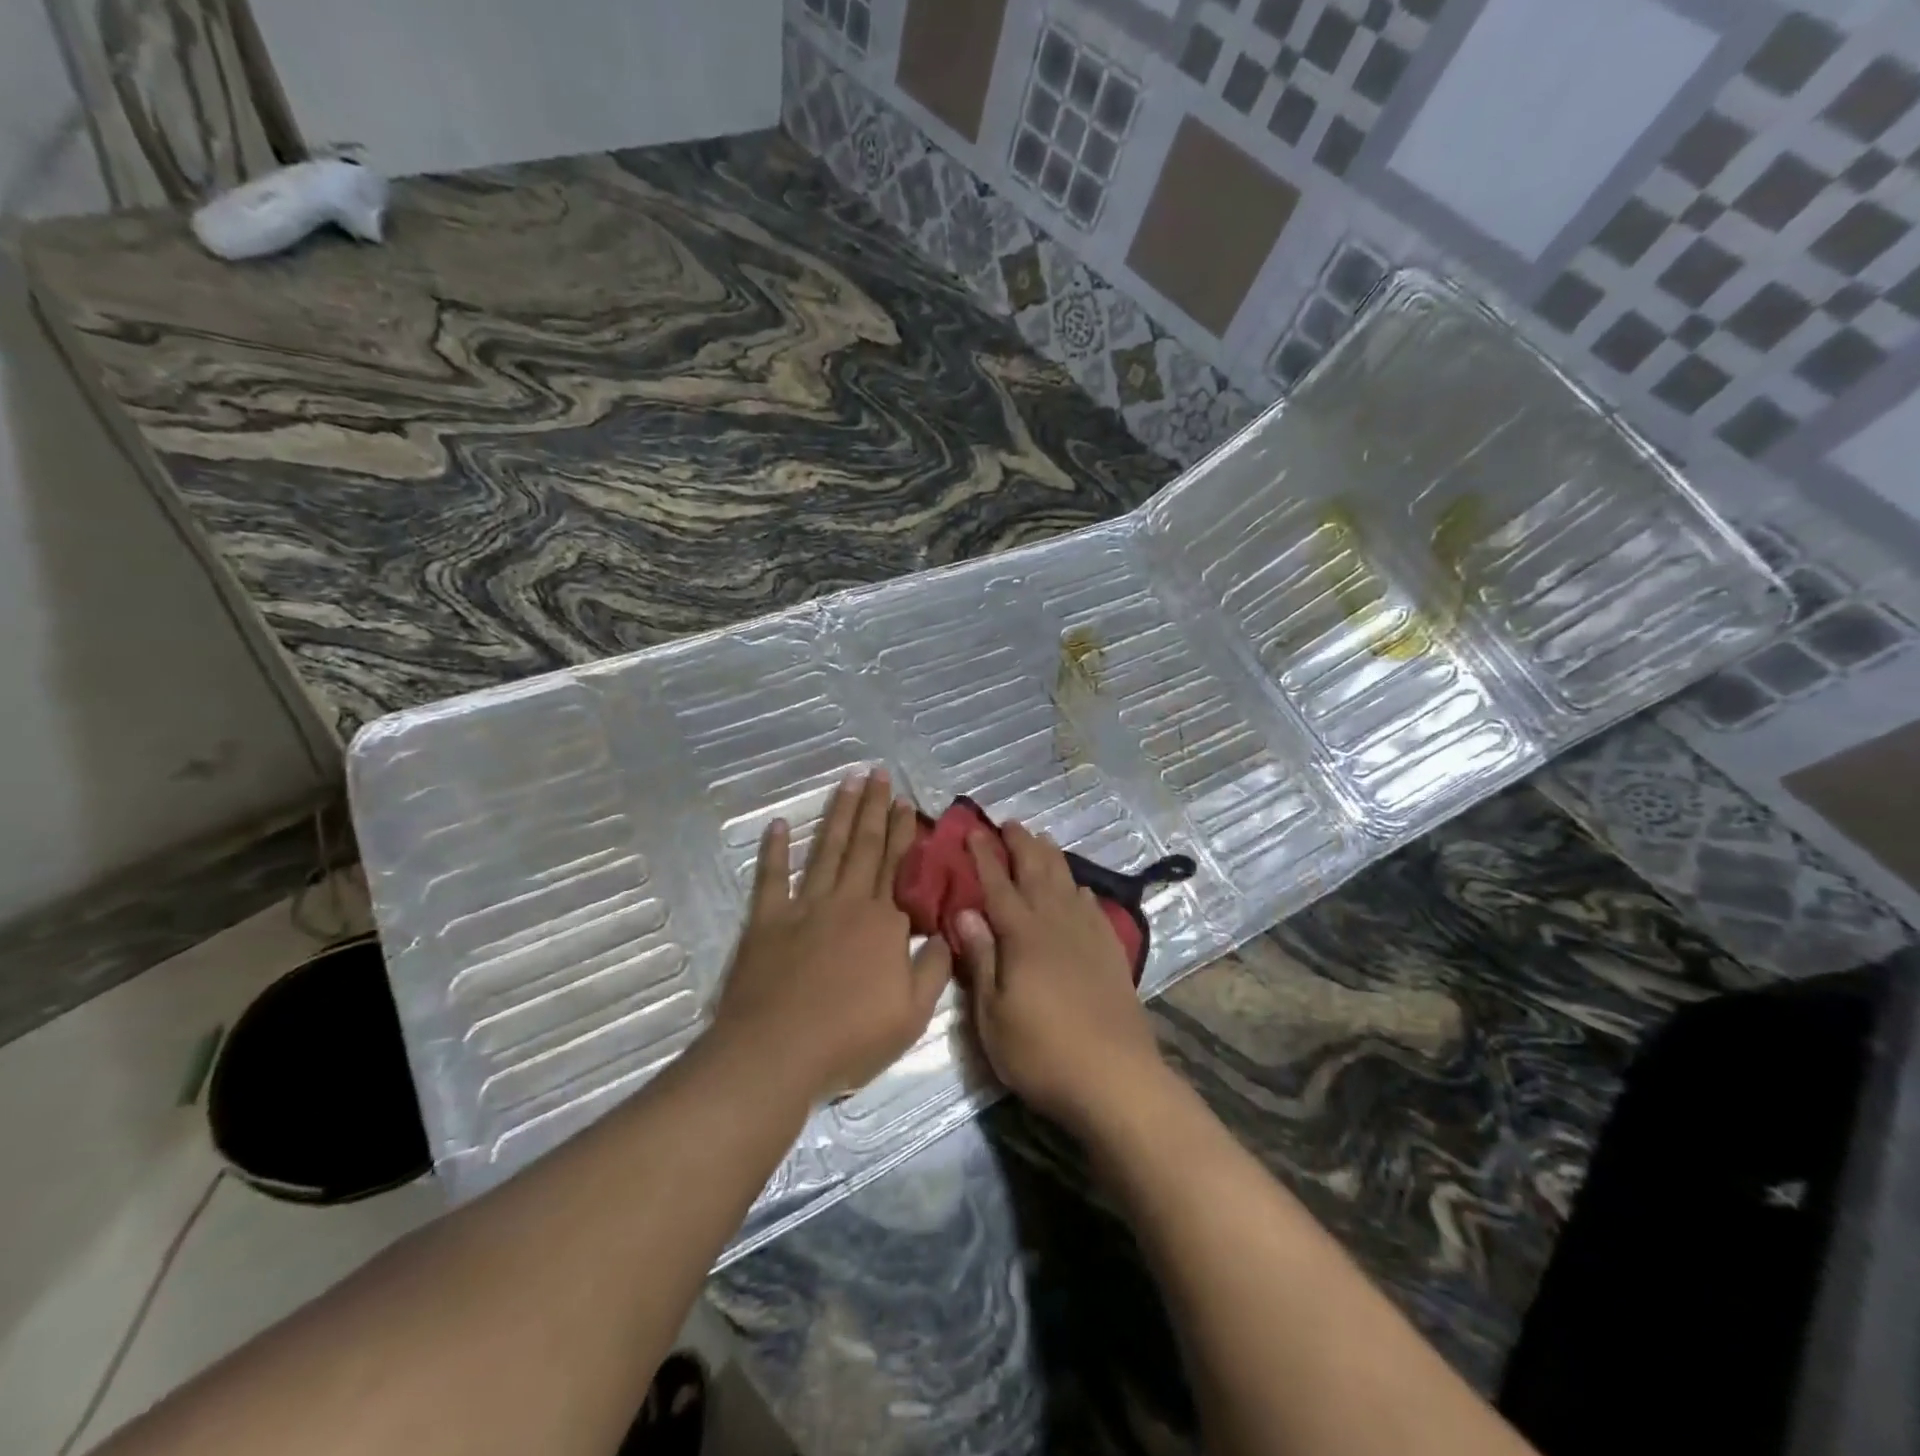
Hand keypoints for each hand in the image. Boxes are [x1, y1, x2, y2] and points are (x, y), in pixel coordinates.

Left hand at [708, 768, 951, 1105]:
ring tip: (847, 783)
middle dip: (873, 807)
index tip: (906, 801)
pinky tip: (777, 826)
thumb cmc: (850, 1037)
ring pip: (827, 850)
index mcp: (883, 921)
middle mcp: (846, 902)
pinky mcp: (767, 921)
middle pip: (864, 846)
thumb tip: (949, 931)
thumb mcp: (912, 1013)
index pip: (897, 865)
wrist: (777, 1052)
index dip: (903, 831)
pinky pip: (771, 878)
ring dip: (838, 815)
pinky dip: (774, 851)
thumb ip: (935, 968)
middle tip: (877, 773)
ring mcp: (803, 907)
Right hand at [953, 822, 1166, 1135]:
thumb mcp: (993, 1015)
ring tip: (1041, 839)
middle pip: (1036, 873)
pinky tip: (1078, 888)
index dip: (984, 856)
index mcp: (1022, 936)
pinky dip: (1081, 890)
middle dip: (1020, 845)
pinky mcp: (1111, 954)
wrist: (1116, 1079)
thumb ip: (981, 959)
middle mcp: (1056, 924)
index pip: (998, 886)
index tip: (973, 830)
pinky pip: (1093, 908)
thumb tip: (964, 913)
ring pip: (1066, 883)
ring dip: (1051, 858)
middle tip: (1008, 823)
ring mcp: (1088, 937)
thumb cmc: (1042, 1052)